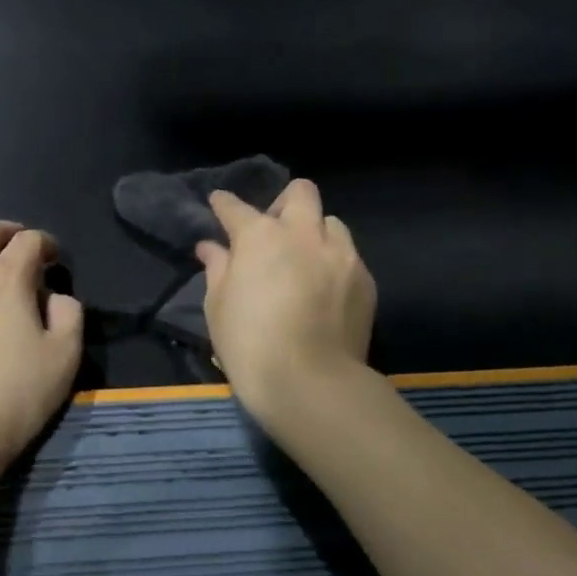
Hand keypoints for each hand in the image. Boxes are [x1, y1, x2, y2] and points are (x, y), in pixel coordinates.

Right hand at [197, 181, 376, 417]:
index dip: (224, 204)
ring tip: (305, 260)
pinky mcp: (365, 279)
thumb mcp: (217, 307)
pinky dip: (333, 263)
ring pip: (331, 222)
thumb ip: (217, 268)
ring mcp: (340, 254)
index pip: (235, 207)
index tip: (219, 203)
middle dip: (284, 202)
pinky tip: (324, 289)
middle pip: (300, 192)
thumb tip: (211, 247)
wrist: (311, 382)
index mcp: (260, 236)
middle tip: (274, 229)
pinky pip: (348, 256)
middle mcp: (303, 233)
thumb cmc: (250, 344)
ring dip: (315, 232)